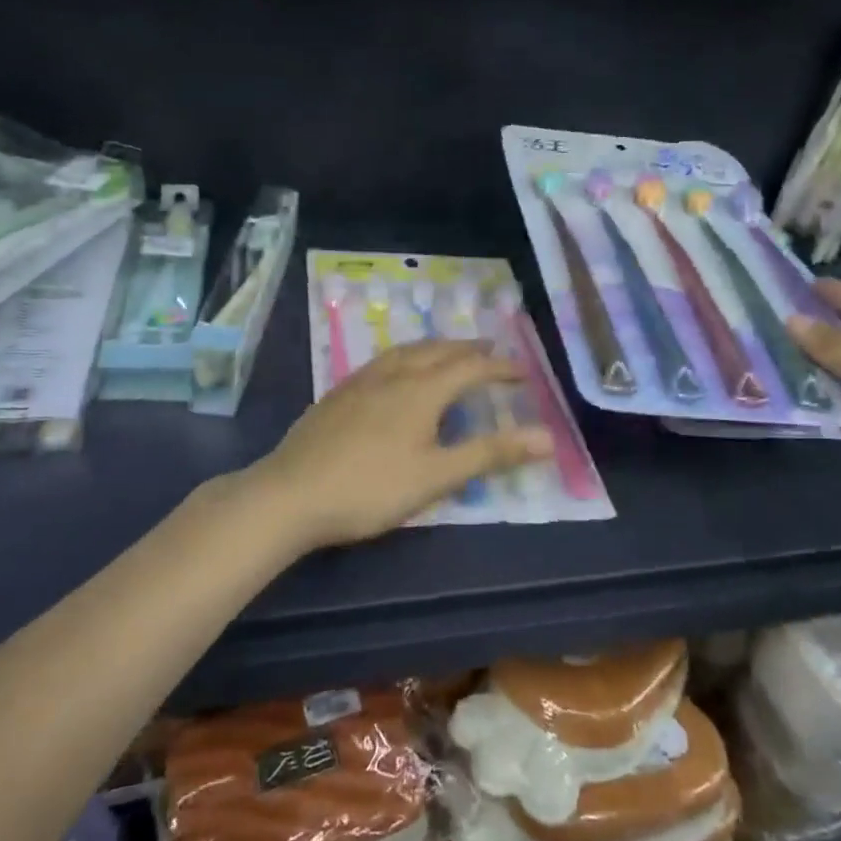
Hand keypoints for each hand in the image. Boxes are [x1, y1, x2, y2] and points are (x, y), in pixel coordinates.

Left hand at [242, 341, 553, 550]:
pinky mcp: (337, 394)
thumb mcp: (437, 476)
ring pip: (406, 351)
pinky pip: (382, 361)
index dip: (500, 368)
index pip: (471, 368)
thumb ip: (491, 454)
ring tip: (447, 351)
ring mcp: (360, 381)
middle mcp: (393, 375)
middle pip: (438, 350)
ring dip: (435, 347)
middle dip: (468, 349)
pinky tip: (395, 373)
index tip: (524, 372)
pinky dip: (405, 357)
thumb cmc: (371, 489)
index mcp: (421, 391)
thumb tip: (548, 437)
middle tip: (490, 350)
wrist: (291, 493)